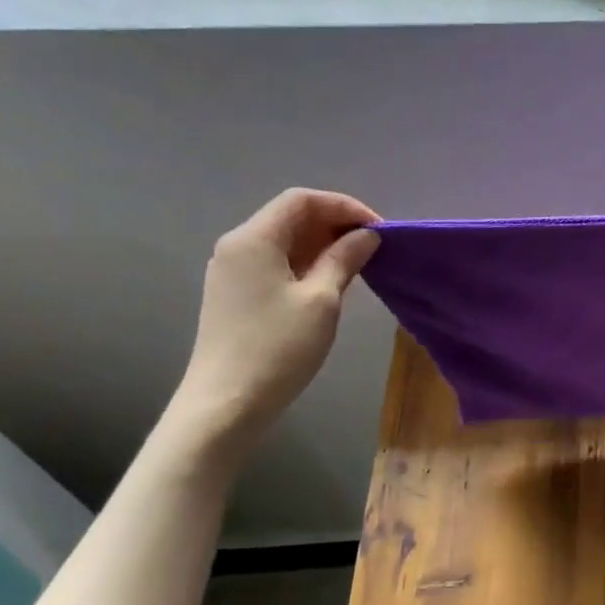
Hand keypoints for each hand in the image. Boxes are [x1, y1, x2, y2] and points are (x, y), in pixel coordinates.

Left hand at [169, 188, 379, 457]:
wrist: (226, 404)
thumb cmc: (278, 348)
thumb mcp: (322, 300)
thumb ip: (344, 259)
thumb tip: (367, 235)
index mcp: (254, 239)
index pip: (302, 200)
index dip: (344, 206)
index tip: (379, 229)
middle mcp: (237, 246)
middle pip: (291, 216)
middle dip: (335, 224)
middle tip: (374, 246)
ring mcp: (232, 271)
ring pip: (284, 241)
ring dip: (323, 244)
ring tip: (359, 264)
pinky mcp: (235, 293)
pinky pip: (276, 263)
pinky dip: (307, 263)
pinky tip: (331, 282)